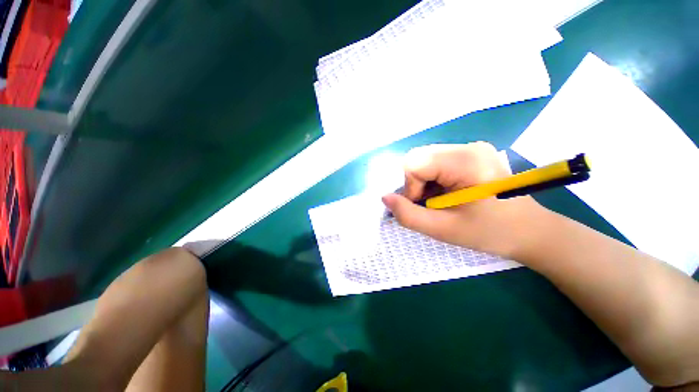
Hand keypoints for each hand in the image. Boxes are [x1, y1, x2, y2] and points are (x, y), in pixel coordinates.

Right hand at [381, 142, 546, 259]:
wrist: (530, 231)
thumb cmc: (489, 232)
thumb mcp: (442, 230)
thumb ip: (408, 215)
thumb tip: (385, 198)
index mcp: (465, 161)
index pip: (414, 163)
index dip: (410, 187)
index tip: (423, 205)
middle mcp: (468, 147)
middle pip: (418, 158)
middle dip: (415, 183)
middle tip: (430, 203)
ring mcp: (471, 148)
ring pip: (425, 159)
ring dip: (423, 181)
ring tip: (440, 200)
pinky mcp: (471, 153)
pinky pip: (436, 161)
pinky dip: (432, 178)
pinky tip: (447, 192)